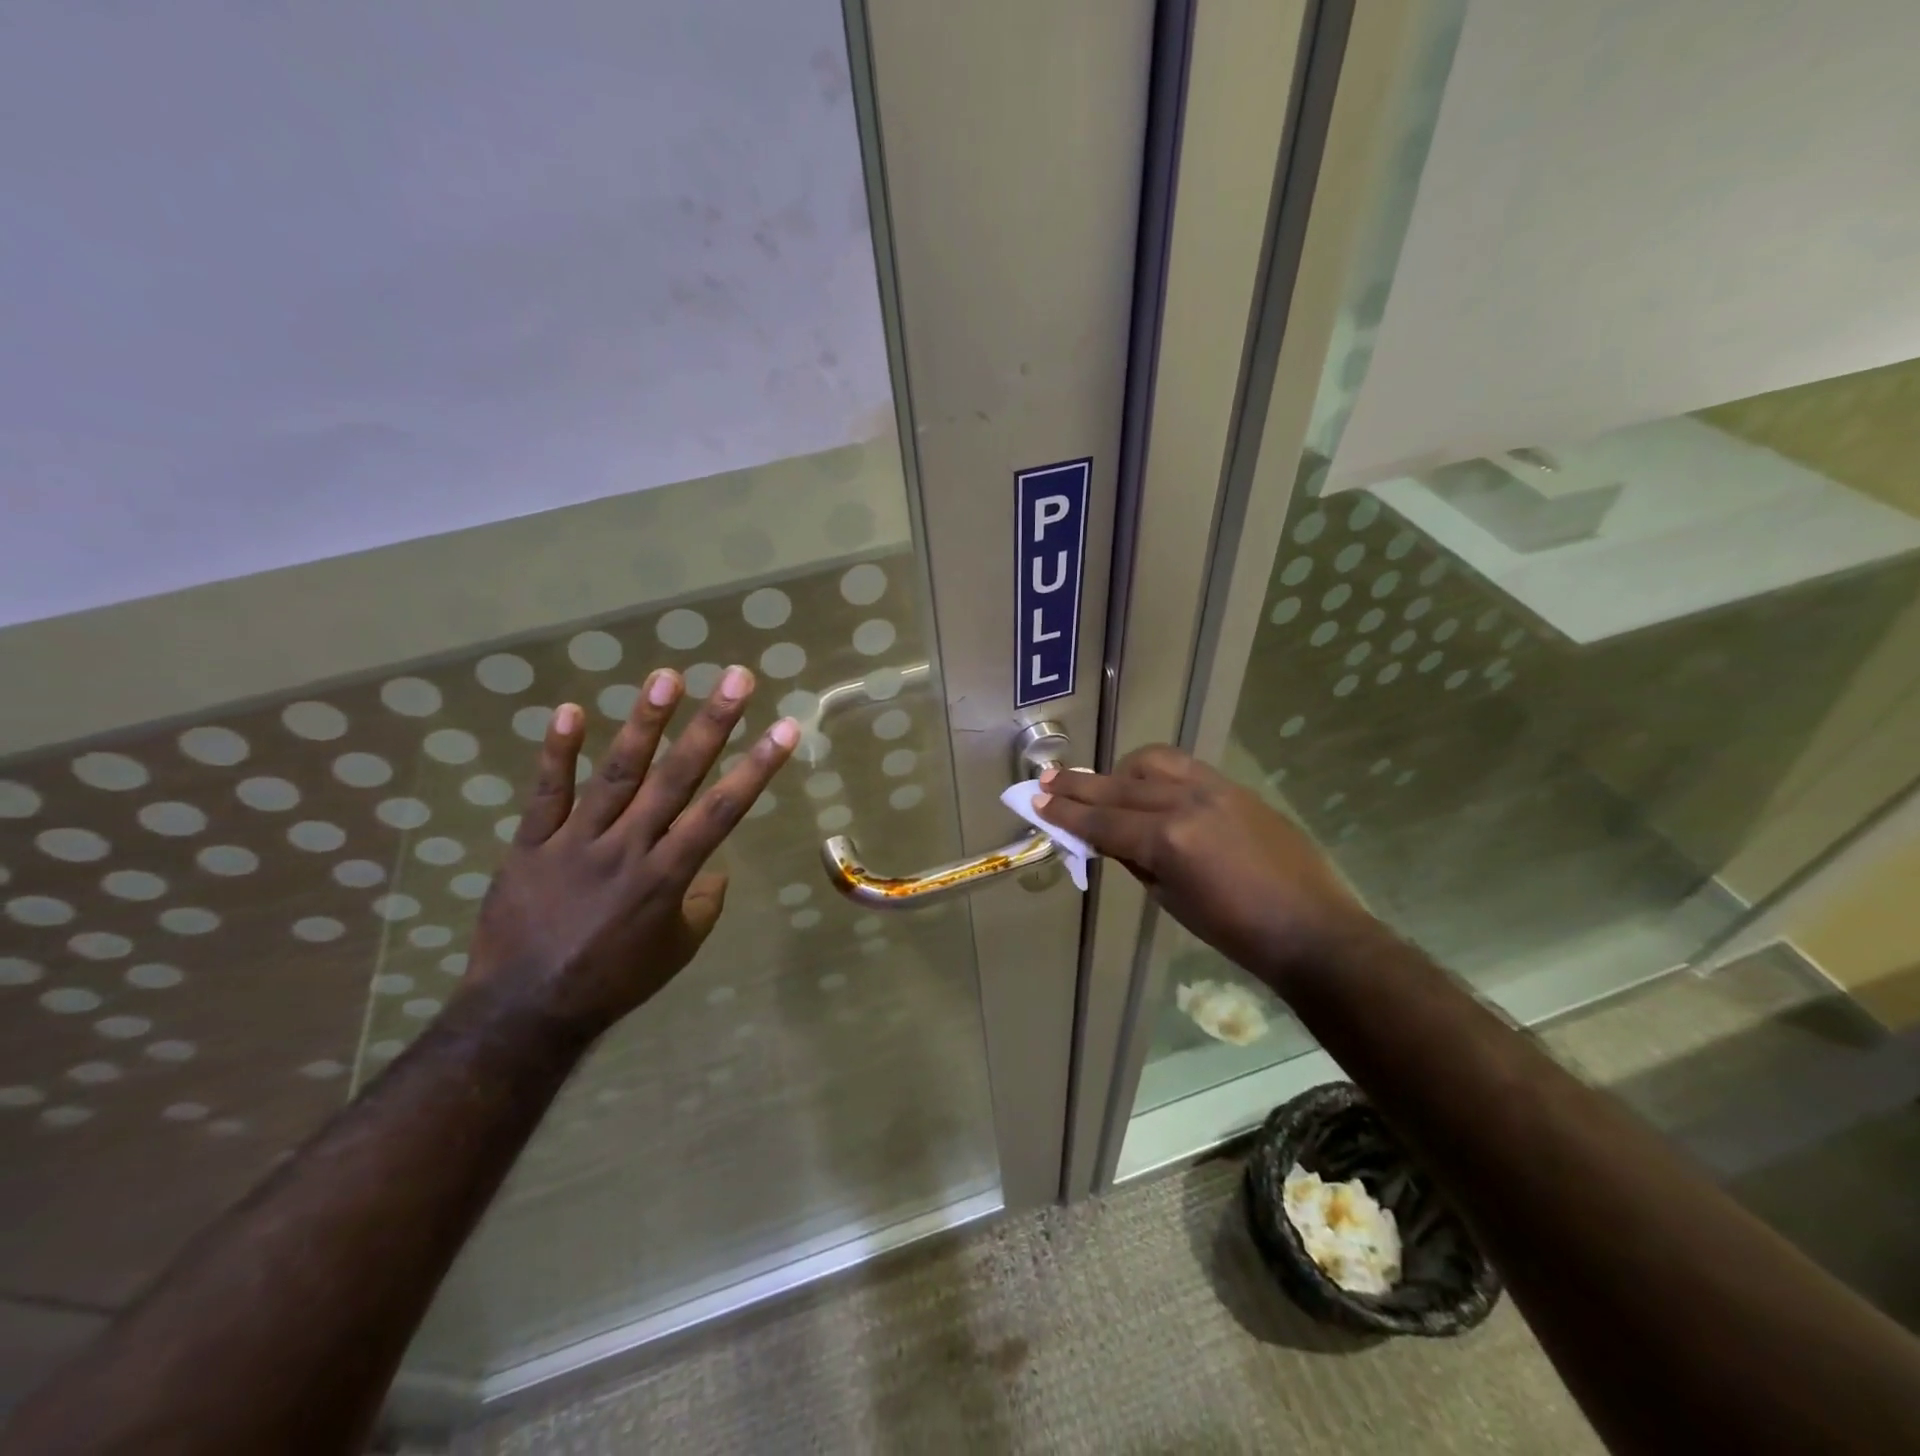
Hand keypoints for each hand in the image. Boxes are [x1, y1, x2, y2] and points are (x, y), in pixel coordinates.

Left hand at [458, 663, 797, 1041]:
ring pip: (616, 773)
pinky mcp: (531, 845)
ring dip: (644, 723)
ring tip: (667, 677)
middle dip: (712, 724)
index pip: (722, 811)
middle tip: (736, 678)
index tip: (785, 727)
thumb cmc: (614, 981)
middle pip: (677, 777)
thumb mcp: (677, 950)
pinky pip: (546, 793)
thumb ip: (703, 904)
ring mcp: (576, 842)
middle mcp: (629, 847)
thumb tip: (715, 870)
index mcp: (668, 876)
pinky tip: (572, 710)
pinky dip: (558, 752)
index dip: (756, 768)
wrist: (524, 1011)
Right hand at [1034, 745, 1376, 985]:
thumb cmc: (1236, 932)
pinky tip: (1145, 783)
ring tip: (1100, 783)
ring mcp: (1214, 788)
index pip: (1103, 822)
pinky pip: (1183, 768)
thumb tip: (1108, 838)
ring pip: (1152, 763)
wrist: (1311, 928)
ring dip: (1119, 772)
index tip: (1036, 802)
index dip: (1066, 815)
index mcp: (1169, 840)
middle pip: (1119, 788)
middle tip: (1046, 780)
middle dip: (1078, 786)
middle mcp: (1186, 802)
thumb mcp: (1172, 900)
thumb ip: (1136, 860)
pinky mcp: (1234, 787)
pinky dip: (1155, 772)